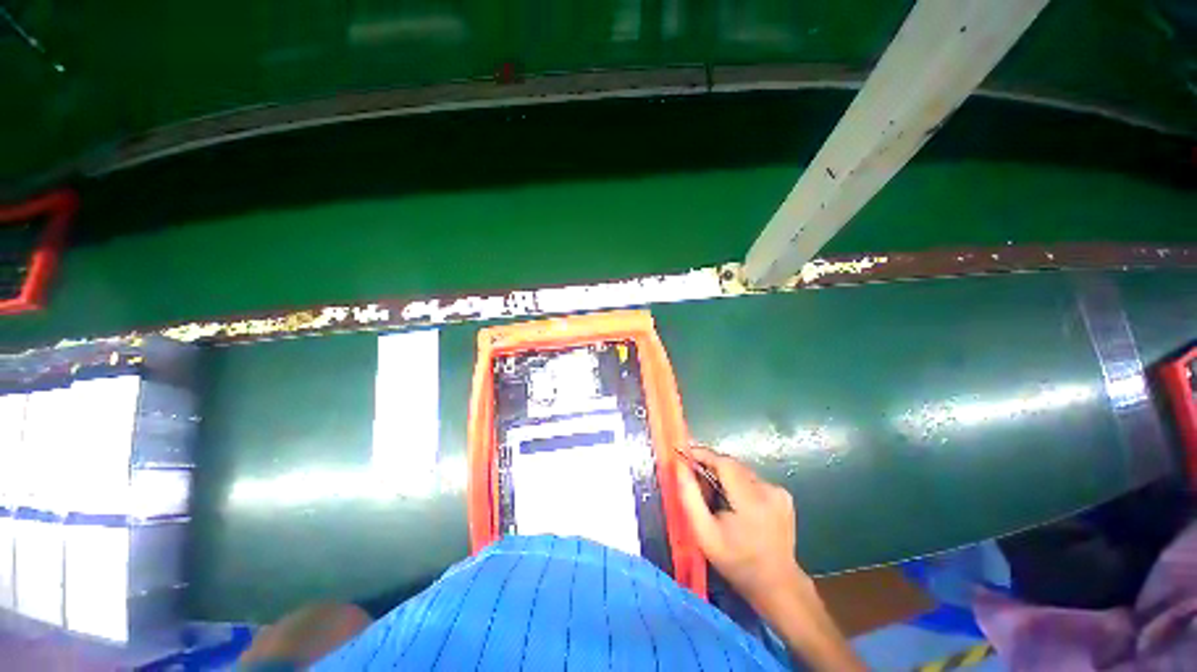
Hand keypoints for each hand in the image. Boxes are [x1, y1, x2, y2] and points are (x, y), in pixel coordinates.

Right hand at [675, 446, 804, 609]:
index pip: (724, 463)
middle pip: (732, 465)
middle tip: (694, 478)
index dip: (703, 454)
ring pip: (741, 471)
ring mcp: (779, 492)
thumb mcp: (704, 534)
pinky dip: (737, 484)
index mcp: (751, 501)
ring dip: (724, 476)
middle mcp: (769, 490)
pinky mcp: (783, 495)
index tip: (684, 453)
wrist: (777, 584)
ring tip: (713, 495)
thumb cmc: (736, 562)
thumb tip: (679, 466)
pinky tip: (733, 503)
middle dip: (711, 467)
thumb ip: (689, 496)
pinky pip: (751, 480)